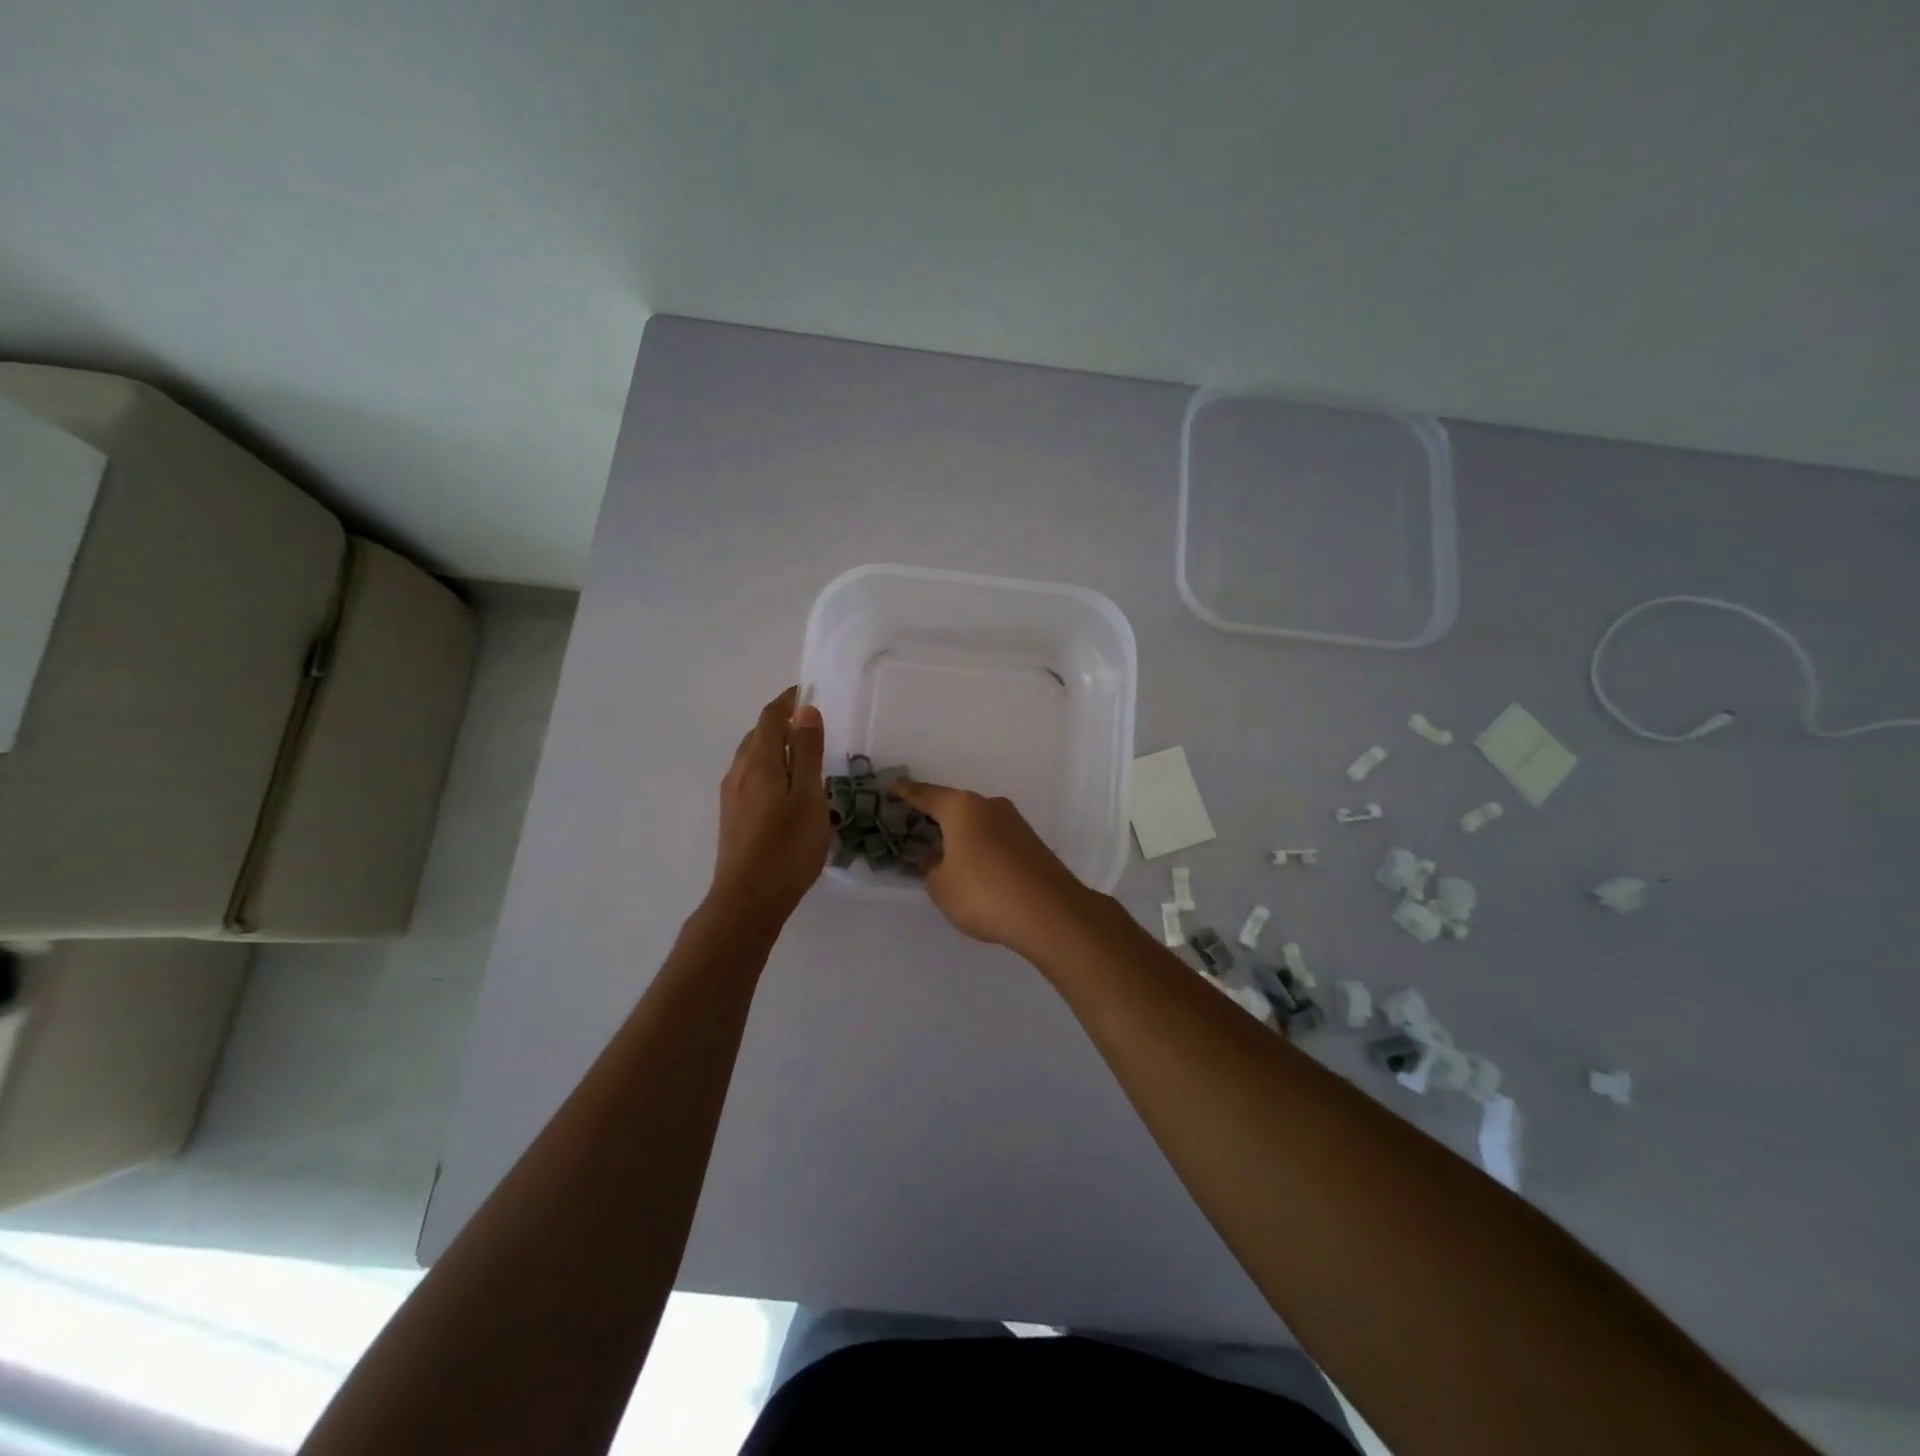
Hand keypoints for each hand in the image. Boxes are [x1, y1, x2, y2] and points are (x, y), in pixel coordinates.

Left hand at [710, 687, 830, 932]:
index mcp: (758, 762)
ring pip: (752, 757)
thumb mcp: (808, 797)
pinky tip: (786, 789)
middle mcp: (738, 772)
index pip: (770, 717)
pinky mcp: (732, 816)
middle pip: (758, 735)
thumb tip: (805, 711)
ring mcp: (731, 796)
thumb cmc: (787, 847)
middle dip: (781, 722)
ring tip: (802, 755)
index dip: (788, 700)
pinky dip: (769, 768)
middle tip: (811, 724)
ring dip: (774, 746)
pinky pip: (750, 777)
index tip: (808, 690)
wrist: (748, 900)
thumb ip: (806, 752)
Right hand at [888, 779, 1100, 957]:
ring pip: (977, 822)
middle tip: (914, 825)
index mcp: (962, 808)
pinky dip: (980, 846)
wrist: (1049, 912)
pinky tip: (975, 867)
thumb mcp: (941, 885)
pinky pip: (994, 837)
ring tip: (944, 853)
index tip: (890, 787)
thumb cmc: (983, 894)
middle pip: (954, 806)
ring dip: (960, 834)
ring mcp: (1014, 822)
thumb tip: (935, 855)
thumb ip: (931, 866)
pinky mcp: (1031, 842)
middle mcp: (989, 806)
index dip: (906, 792)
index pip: (926, 795)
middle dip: (935, 816)